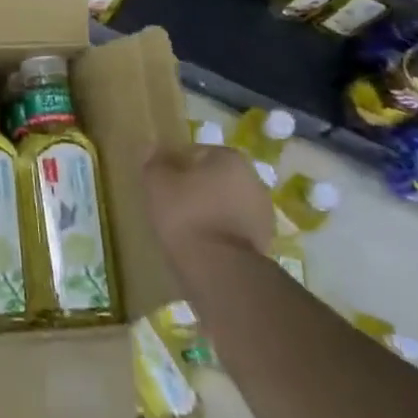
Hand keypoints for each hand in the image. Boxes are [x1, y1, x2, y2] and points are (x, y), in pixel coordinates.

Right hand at [142, 143, 275, 269]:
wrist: (220, 269)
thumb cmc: (186, 215)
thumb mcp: (157, 184)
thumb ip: (153, 161)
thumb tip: (151, 147)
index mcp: (230, 158)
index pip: (196, 152)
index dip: (176, 165)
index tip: (162, 183)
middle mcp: (253, 179)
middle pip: (215, 177)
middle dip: (197, 187)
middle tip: (172, 203)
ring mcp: (263, 213)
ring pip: (227, 203)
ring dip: (211, 210)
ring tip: (187, 228)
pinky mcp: (265, 241)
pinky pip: (234, 227)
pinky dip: (221, 231)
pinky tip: (203, 244)